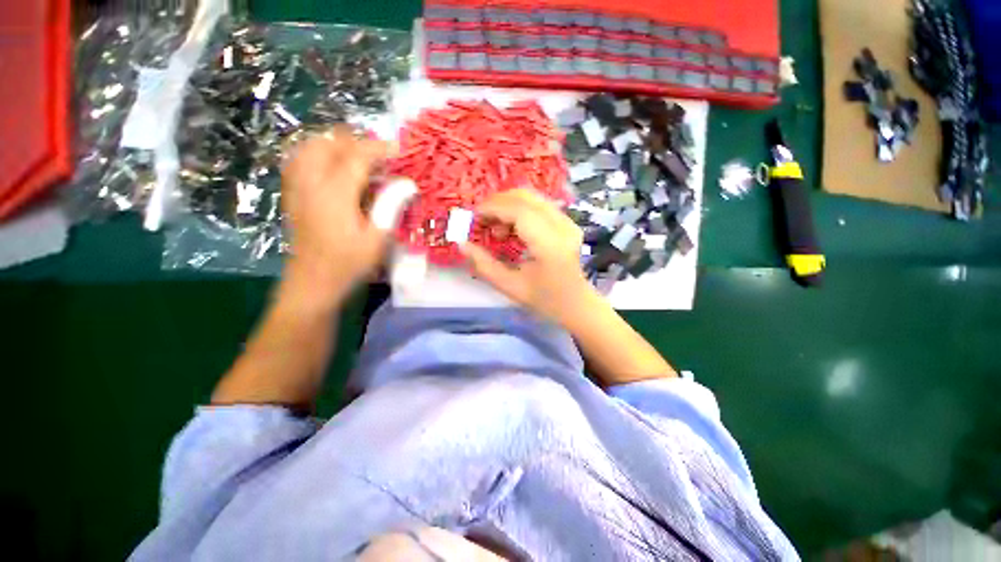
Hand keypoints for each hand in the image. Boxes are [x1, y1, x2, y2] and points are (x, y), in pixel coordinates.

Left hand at [280, 130, 391, 300]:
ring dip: (336, 145)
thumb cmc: (349, 263)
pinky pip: (300, 159)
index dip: (380, 148)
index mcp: (334, 194)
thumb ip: (391, 206)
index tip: (401, 150)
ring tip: (359, 158)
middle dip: (357, 142)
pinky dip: (319, 153)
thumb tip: (408, 183)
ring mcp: (297, 186)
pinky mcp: (292, 194)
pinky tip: (335, 167)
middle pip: (329, 143)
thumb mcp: (377, 239)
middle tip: (380, 157)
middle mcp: (311, 182)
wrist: (313, 282)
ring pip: (310, 147)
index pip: (357, 156)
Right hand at [461, 189, 595, 324]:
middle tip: (482, 221)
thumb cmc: (544, 300)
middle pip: (526, 197)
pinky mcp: (567, 222)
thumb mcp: (510, 287)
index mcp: (549, 244)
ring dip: (508, 206)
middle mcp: (562, 226)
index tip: (474, 217)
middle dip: (498, 203)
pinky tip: (512, 230)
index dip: (492, 208)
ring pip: (532, 197)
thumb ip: (484, 265)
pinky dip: (520, 210)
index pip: (519, 211)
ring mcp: (567, 222)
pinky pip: (539, 205)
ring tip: (497, 230)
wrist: (576, 304)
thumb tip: (461, 244)